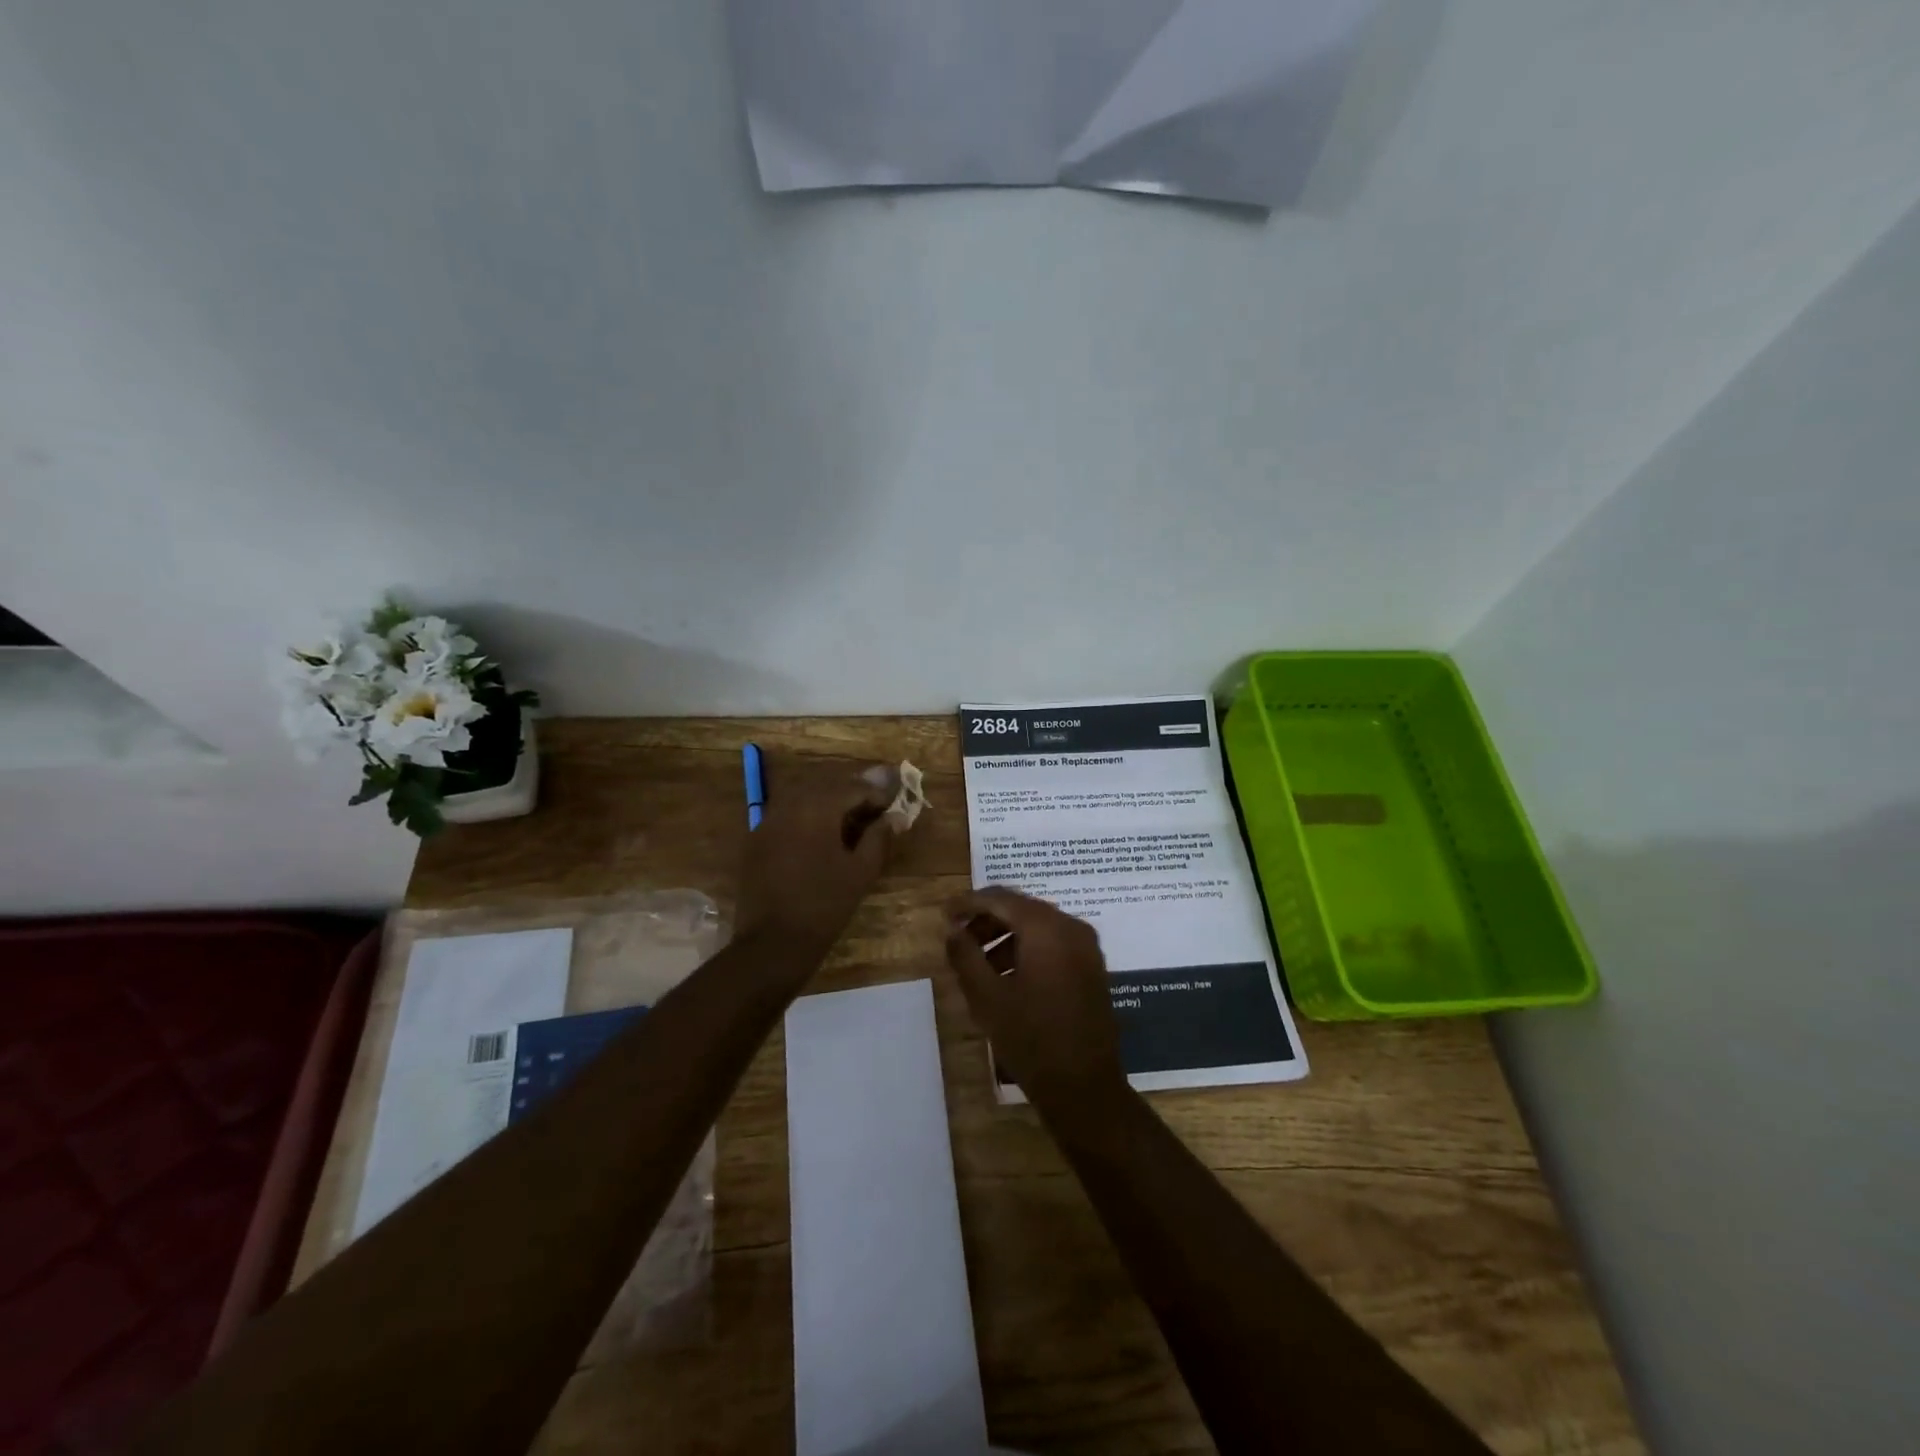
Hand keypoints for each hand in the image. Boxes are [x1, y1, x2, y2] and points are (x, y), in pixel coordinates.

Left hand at [736, 760, 898, 959]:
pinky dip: (806, 819)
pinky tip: (818, 839)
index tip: (891, 809)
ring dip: (827, 805)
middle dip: (851, 794)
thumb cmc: (825, 905)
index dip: (876, 795)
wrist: (772, 943)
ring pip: (803, 799)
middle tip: (872, 812)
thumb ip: (879, 838)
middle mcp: (788, 806)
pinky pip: (786, 817)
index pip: (852, 787)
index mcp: (817, 808)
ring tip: (848, 824)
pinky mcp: (756, 840)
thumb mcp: (861, 872)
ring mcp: (767, 822)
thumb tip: (894, 818)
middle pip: (826, 786)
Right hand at [944, 887, 1126, 1109]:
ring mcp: (1087, 948)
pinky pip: (1054, 944)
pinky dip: (1028, 949)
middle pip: (1022, 909)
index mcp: (1046, 928)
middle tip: (959, 938)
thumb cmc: (1030, 1039)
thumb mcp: (986, 997)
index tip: (945, 914)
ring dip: (1006, 937)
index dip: (969, 902)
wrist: (1084, 1087)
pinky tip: (1007, 976)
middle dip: (987, 919)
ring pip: (1038, 927)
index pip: (1001, 899)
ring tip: (978, 963)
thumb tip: (953, 930)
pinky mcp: (1092, 968)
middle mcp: (1071, 927)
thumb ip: (965, 956)